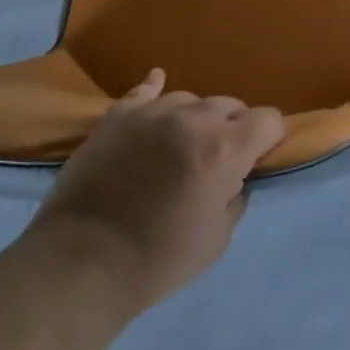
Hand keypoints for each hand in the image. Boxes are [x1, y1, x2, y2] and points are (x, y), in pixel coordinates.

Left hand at [30, 69, 285, 310]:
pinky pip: (144, 91)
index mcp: (226, 148)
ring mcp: (153, 112)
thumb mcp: (217, 238)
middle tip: (218, 160)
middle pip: (230, 105)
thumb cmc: (157, 259)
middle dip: (233, 128)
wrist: (80, 264)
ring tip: (180, 145)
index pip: (268, 120)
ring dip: (195, 119)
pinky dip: (154, 91)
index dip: (269, 138)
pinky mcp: (117, 117)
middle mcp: (195, 119)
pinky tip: (156, 85)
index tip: (259, 158)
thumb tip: (234, 178)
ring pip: (190, 100)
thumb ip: (235, 197)